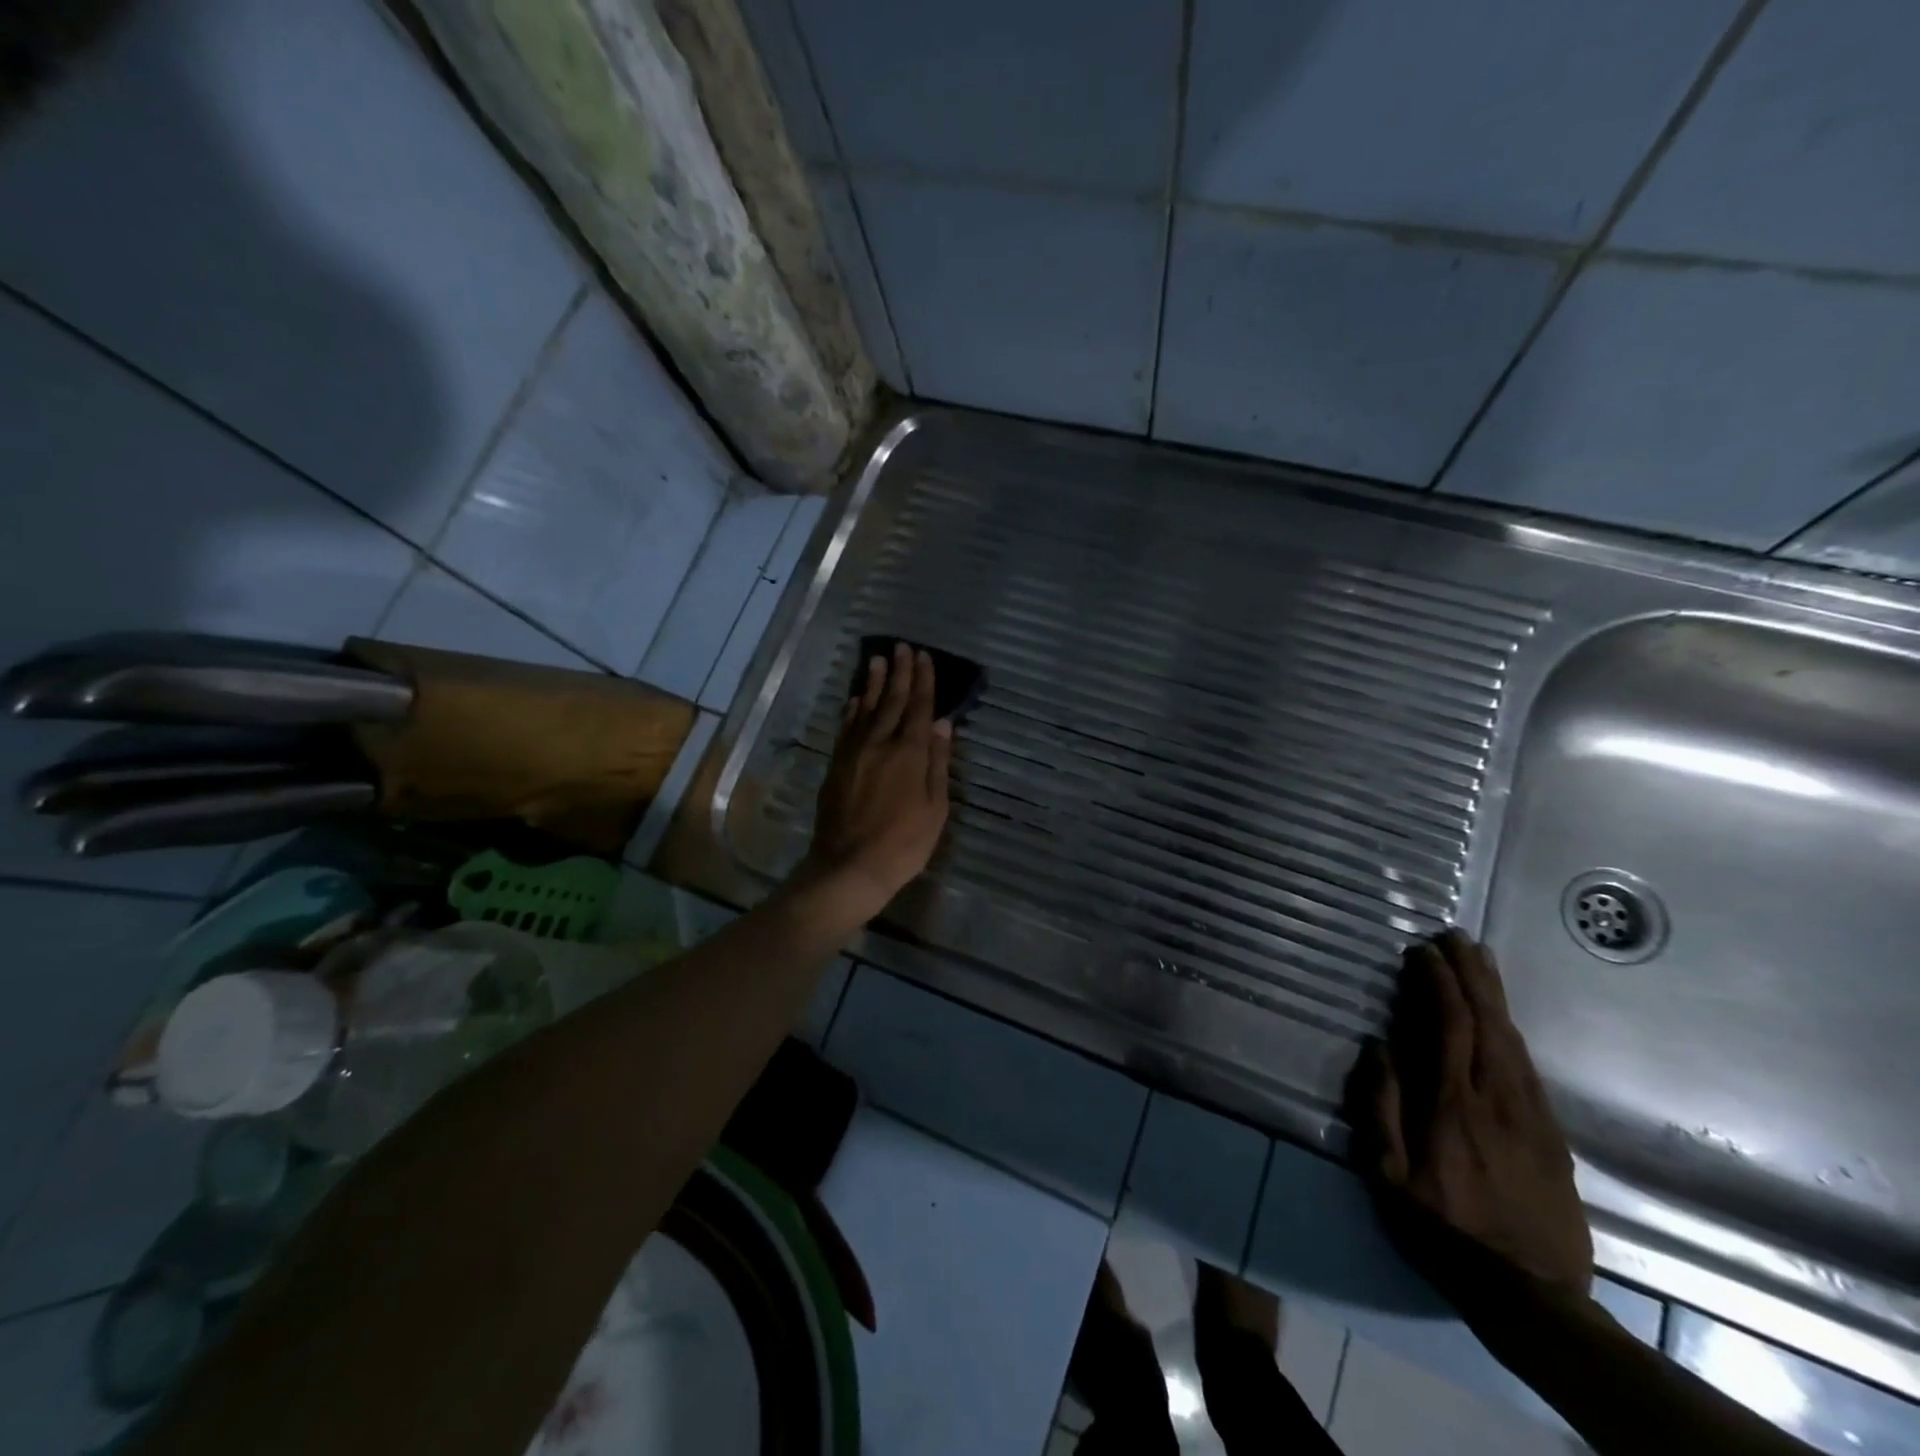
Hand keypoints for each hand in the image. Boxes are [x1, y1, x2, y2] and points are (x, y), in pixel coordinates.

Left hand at [799, 643, 952, 923]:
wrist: (849, 866)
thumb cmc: (903, 844)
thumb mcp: (935, 808)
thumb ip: (939, 763)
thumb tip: (944, 723)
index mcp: (910, 754)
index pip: (920, 708)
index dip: (924, 681)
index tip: (924, 656)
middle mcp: (880, 744)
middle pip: (892, 701)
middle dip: (899, 673)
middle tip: (902, 647)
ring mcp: (854, 752)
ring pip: (866, 709)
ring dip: (874, 683)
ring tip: (878, 660)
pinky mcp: (837, 764)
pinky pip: (846, 727)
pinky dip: (852, 709)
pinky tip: (856, 698)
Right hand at [1354, 930, 1591, 1297]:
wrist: (1534, 1296)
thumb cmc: (1445, 1232)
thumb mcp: (1389, 1177)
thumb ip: (1381, 1108)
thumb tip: (1378, 1046)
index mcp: (1453, 1106)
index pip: (1448, 1026)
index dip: (1438, 983)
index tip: (1423, 952)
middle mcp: (1498, 1100)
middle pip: (1488, 1022)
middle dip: (1470, 975)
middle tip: (1456, 937)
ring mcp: (1533, 1116)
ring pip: (1514, 1039)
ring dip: (1494, 995)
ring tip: (1480, 961)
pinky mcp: (1553, 1134)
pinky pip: (1530, 1067)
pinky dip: (1512, 1030)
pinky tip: (1503, 1018)